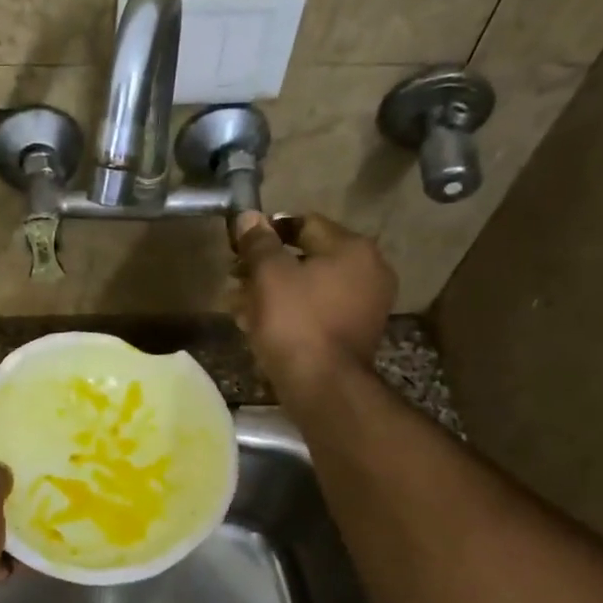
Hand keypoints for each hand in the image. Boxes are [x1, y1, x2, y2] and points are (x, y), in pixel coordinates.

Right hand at [231, 211, 396, 391]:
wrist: (323, 387)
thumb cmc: (295, 322)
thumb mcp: (269, 275)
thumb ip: (258, 242)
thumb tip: (248, 216)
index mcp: (352, 248)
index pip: (303, 223)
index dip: (267, 232)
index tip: (239, 248)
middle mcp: (368, 271)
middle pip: (306, 257)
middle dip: (266, 267)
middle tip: (235, 280)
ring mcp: (365, 305)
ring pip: (308, 287)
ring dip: (272, 292)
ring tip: (239, 305)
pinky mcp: (354, 334)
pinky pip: (316, 312)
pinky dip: (289, 313)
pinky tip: (258, 325)